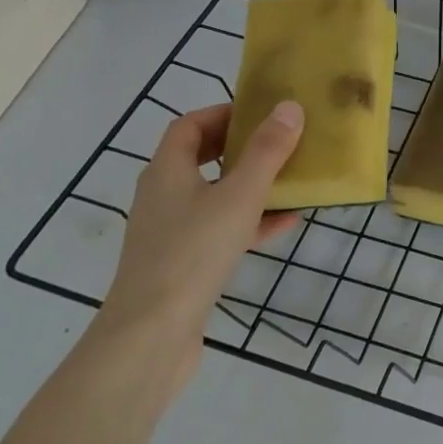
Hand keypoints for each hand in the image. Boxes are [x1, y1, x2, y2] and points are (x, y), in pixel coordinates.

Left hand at [96, 101, 303, 393]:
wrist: (151, 336)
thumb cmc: (193, 253)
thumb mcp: (239, 196)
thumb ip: (267, 151)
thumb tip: (289, 107)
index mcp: (167, 170)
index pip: (189, 125)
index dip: (224, 112)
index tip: (262, 113)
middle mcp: (163, 195)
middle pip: (201, 158)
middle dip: (241, 148)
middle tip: (280, 143)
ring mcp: (170, 232)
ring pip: (214, 195)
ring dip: (251, 185)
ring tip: (291, 181)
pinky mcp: (182, 264)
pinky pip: (220, 229)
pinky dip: (249, 222)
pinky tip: (285, 225)